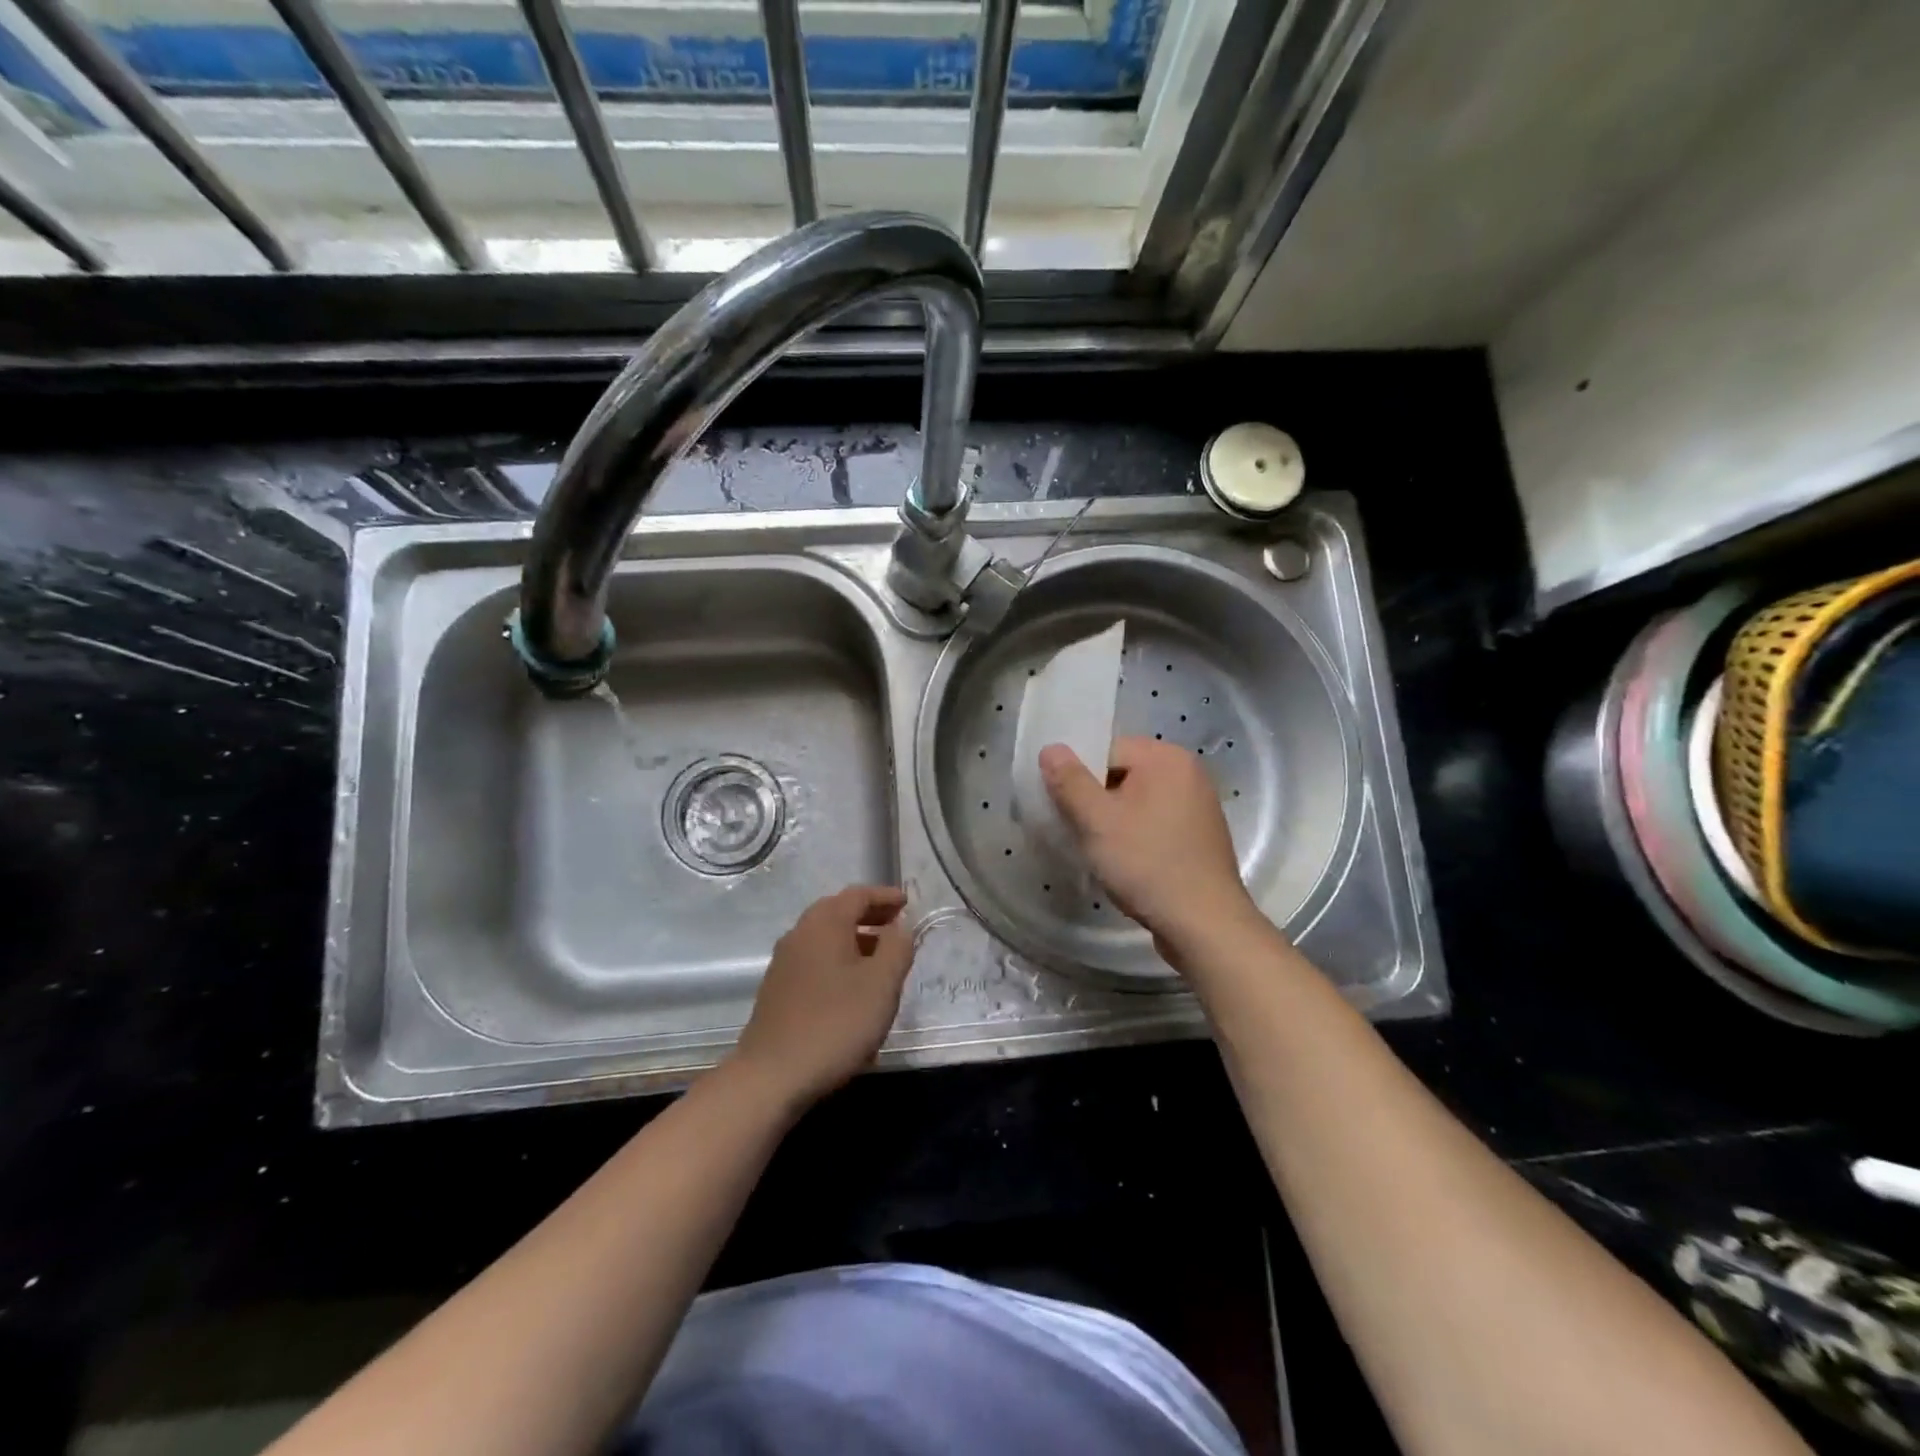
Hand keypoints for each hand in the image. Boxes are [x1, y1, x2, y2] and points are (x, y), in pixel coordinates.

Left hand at [730, 885, 916, 1108]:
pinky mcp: (778, 989)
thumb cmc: (835, 1023)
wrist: (772, 1076)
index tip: (907, 903)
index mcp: (825, 924)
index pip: (858, 895)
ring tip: (880, 960)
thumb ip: (897, 948)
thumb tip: (900, 927)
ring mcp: (784, 962)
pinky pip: (815, 960)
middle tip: (896, 927)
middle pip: (838, 912)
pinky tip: (852, 988)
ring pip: (825, 938)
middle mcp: (800, 934)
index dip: (885, 896)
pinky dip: (838, 960)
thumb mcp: (881, 984)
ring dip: (854, 940)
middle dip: (869, 915)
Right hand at [1039, 737, 1259, 960]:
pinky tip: (1126, 863)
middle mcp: (1188, 773)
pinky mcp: (1199, 837)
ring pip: (1137, 802)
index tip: (1065, 809)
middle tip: (1078, 832)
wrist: (1204, 925)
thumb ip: (1070, 781)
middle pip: (1122, 775)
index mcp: (1166, 758)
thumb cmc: (1147, 864)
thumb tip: (1051, 749)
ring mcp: (1198, 806)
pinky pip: (1155, 823)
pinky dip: (1136, 837)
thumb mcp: (1097, 821)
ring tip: (1100, 851)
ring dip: (1114, 822)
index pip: (1107, 751)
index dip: (1080, 778)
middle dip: (1096, 801)